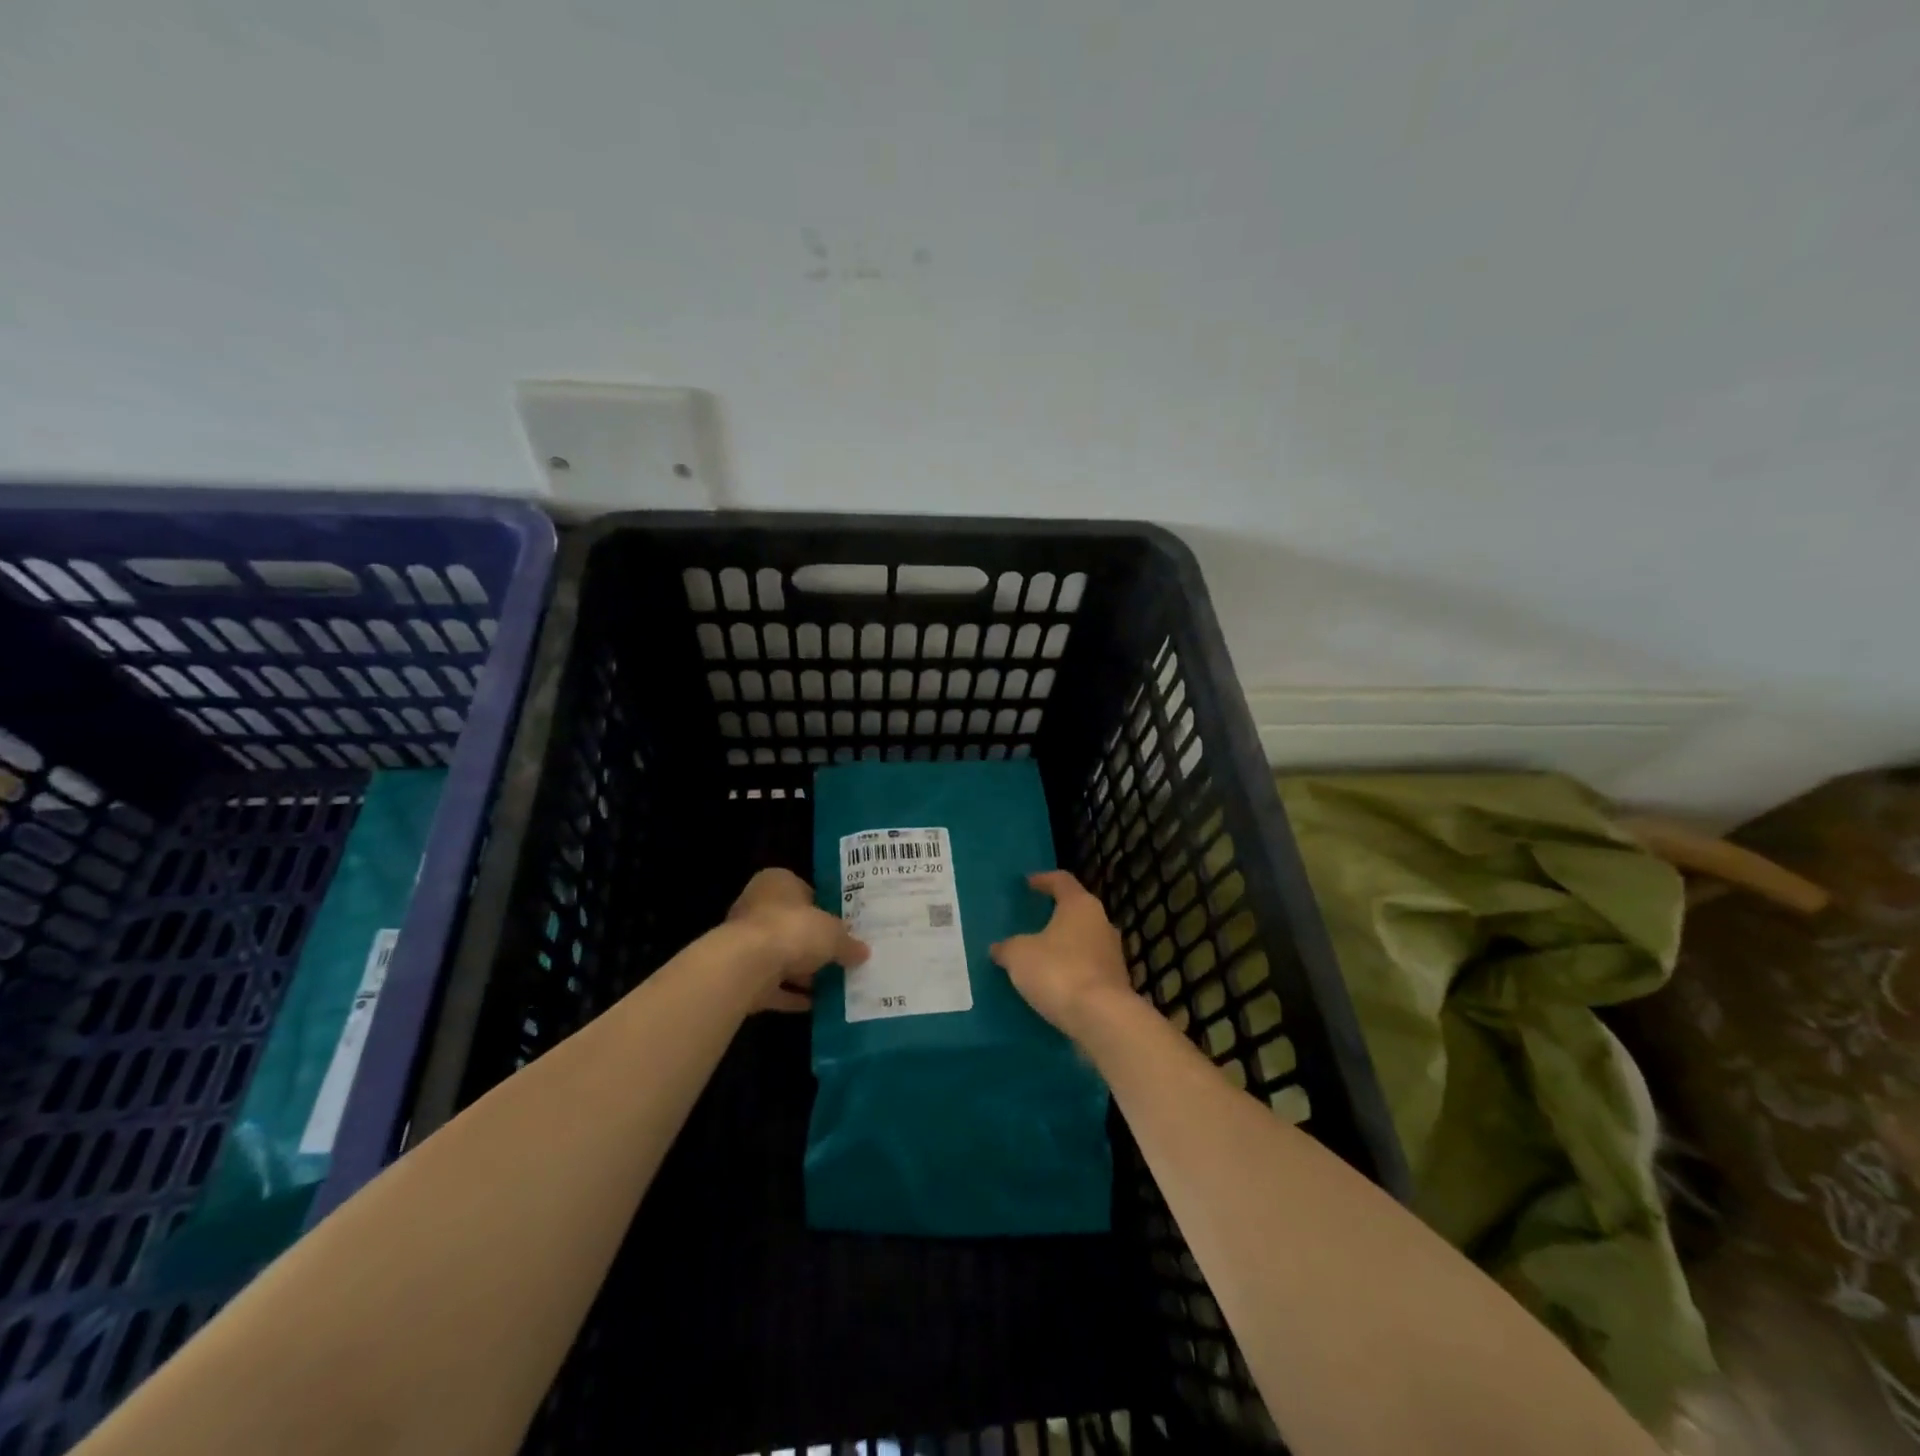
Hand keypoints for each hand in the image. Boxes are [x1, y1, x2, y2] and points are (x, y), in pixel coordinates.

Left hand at [725, 868, 867, 1012]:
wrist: (747, 965)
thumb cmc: (793, 930)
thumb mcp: (833, 933)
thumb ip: (848, 942)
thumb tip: (863, 952)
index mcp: (777, 883)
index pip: (805, 891)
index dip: (825, 909)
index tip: (843, 927)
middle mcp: (757, 907)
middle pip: (792, 926)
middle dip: (814, 944)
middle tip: (841, 957)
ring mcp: (745, 942)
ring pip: (781, 956)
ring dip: (803, 972)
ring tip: (834, 984)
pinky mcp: (741, 974)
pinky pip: (772, 985)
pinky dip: (790, 994)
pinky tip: (814, 1005)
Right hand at [990, 870, 1133, 1037]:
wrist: (1101, 1019)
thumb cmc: (1058, 971)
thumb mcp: (1019, 956)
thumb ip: (1007, 948)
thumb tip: (998, 948)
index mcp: (1080, 906)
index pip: (1062, 881)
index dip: (1043, 879)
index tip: (1028, 882)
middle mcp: (1102, 924)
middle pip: (1076, 911)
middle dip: (1055, 916)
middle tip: (1033, 920)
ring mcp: (1113, 955)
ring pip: (1084, 941)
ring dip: (1064, 946)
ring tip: (1039, 955)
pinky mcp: (1116, 984)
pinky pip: (1088, 969)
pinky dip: (1071, 971)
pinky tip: (1053, 983)